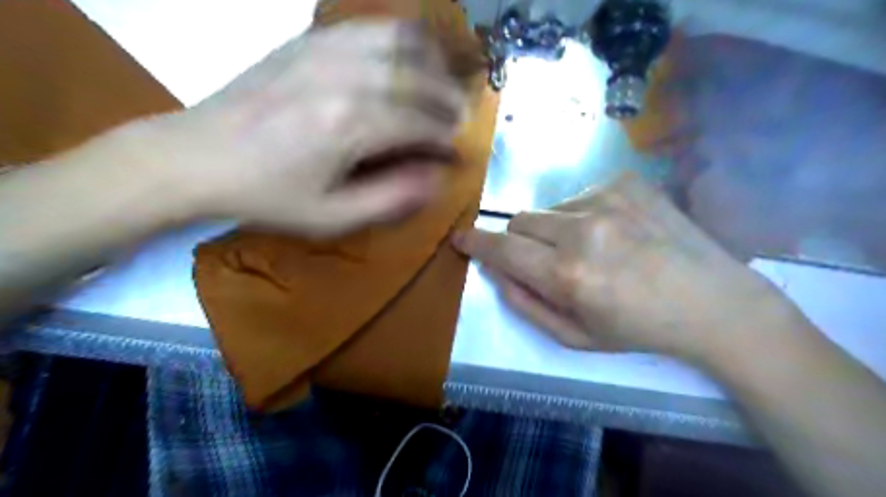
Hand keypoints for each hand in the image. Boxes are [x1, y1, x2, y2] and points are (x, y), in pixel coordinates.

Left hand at [113, 20, 465, 237]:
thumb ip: (390, 198)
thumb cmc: (267, 195)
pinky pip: (370, 27)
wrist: (196, 157)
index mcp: (351, 125)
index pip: (421, 123)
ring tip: (443, 85)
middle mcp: (345, 77)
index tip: (459, 152)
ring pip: (401, 41)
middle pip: (419, 78)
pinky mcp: (309, 40)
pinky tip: (408, 56)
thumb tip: (435, 179)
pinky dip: (401, 38)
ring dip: (432, 63)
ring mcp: (325, 50)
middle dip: (449, 101)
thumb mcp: (331, 217)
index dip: (448, 139)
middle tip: (459, 121)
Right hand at [452, 172, 800, 362]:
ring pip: (550, 208)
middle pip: (520, 220)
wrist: (713, 302)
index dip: (475, 242)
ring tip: (593, 249)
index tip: (461, 238)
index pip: (502, 248)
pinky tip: (617, 232)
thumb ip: (525, 304)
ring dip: (557, 229)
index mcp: (568, 275)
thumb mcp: (575, 336)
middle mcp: (583, 231)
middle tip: (547, 260)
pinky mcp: (628, 182)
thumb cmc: (639, 328)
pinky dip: (585, 215)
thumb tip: (496, 273)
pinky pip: (581, 195)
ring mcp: (608, 200)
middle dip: (521, 241)